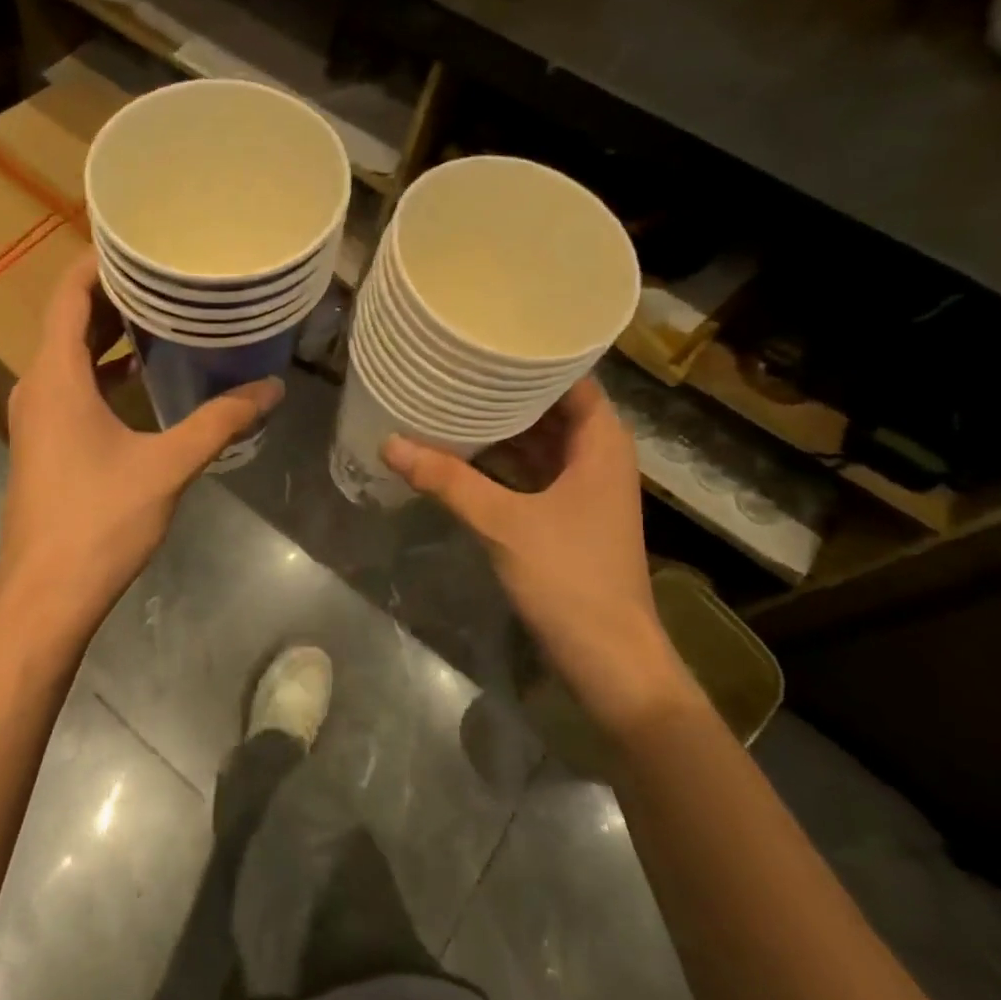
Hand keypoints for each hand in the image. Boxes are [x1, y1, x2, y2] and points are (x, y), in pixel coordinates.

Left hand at [0, 251, 283, 634]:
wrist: (46, 593)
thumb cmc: (100, 519)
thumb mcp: (168, 464)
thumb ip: (220, 421)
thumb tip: (271, 388)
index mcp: (56, 375)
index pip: (68, 294)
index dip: (99, 261)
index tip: (141, 240)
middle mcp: (38, 384)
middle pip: (70, 319)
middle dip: (115, 293)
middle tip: (168, 272)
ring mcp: (38, 414)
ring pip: (70, 353)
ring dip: (110, 332)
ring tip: (164, 312)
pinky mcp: (45, 440)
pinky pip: (72, 383)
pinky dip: (104, 368)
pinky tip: (144, 374)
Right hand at [384, 379, 696, 735]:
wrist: (610, 661)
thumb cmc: (570, 578)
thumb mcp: (503, 523)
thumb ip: (447, 481)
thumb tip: (390, 442)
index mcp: (601, 444)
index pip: (571, 379)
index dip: (534, 357)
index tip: (489, 338)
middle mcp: (597, 458)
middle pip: (551, 408)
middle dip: (506, 390)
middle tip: (456, 364)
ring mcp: (582, 489)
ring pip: (539, 442)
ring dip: (501, 427)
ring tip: (451, 398)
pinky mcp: (566, 517)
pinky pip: (531, 471)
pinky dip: (501, 461)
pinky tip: (461, 452)